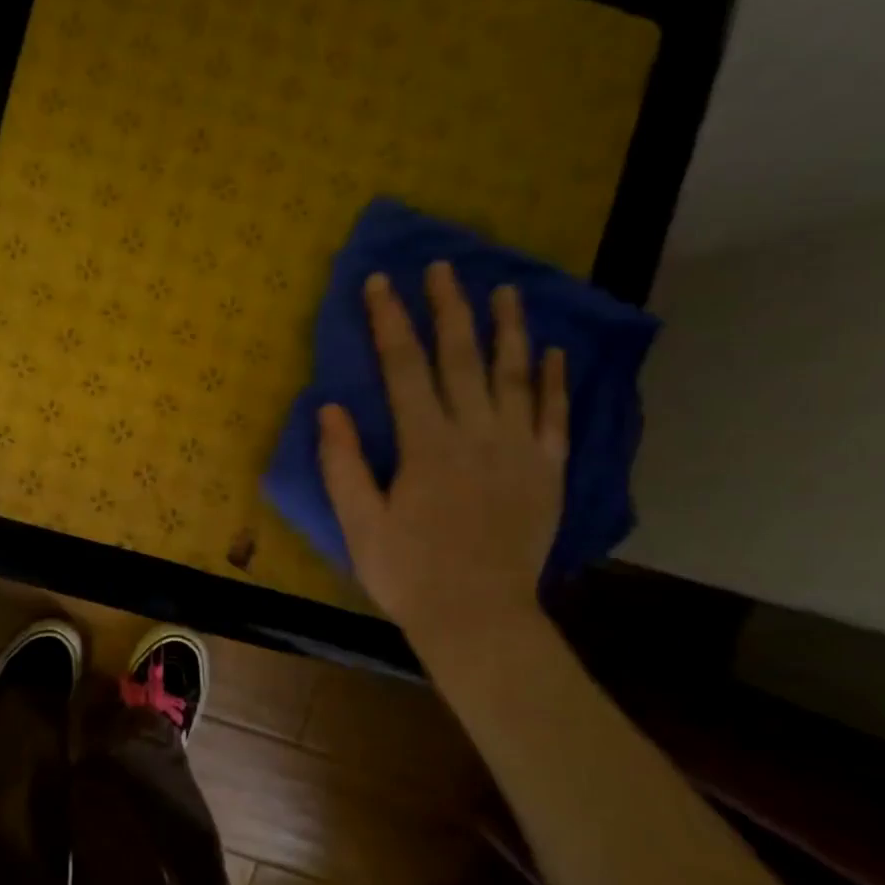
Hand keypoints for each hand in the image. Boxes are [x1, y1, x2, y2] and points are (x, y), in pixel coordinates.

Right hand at [318, 264, 566, 660]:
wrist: (479, 618)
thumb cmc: (409, 573)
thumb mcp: (359, 524)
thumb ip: (342, 464)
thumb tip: (329, 409)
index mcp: (427, 445)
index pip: (404, 368)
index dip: (390, 322)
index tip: (381, 283)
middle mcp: (477, 434)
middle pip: (461, 357)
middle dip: (448, 308)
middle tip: (442, 266)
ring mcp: (519, 450)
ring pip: (515, 375)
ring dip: (508, 328)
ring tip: (506, 289)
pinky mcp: (547, 472)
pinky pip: (554, 416)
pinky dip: (556, 381)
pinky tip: (554, 352)